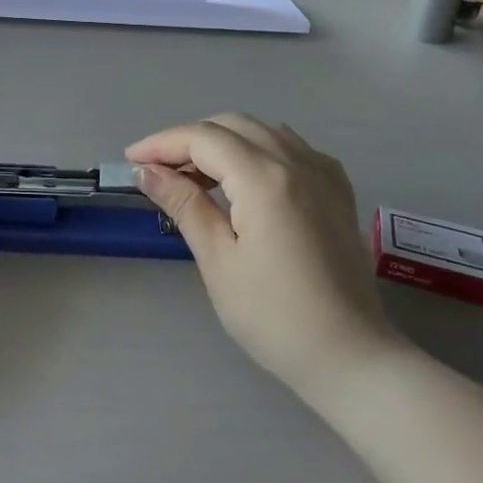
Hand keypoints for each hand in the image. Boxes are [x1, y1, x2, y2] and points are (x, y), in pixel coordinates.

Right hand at [127, 115, 402, 393]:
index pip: (202, 138)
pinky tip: (243, 181)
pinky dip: (257, 151)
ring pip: (261, 131)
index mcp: (265, 179)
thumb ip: (184, 204)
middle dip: (189, 139)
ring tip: (194, 176)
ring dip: (222, 142)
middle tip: (157, 170)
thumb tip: (146, 171)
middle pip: (231, 125)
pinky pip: (290, 148)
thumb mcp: (218, 261)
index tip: (130, 161)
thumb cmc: (275, 317)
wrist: (351, 356)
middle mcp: (297, 161)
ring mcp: (323, 172)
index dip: (162, 144)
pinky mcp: (337, 190)